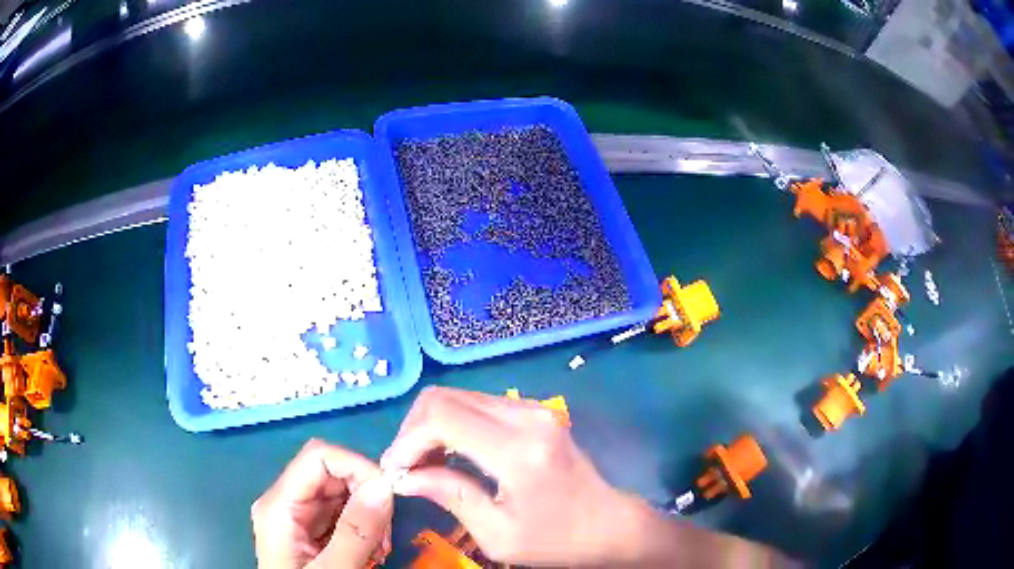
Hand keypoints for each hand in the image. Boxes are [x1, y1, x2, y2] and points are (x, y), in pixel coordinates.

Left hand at [252, 439, 392, 568]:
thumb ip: (356, 532)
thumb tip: (384, 485)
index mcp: (279, 505)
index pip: (319, 456)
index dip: (356, 466)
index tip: (388, 497)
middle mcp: (286, 502)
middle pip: (332, 473)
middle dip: (367, 496)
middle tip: (385, 536)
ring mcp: (298, 516)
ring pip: (342, 492)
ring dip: (370, 515)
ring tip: (379, 550)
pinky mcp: (311, 529)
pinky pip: (343, 513)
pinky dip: (365, 528)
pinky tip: (371, 552)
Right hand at [380, 386, 634, 565]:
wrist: (608, 525)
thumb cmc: (556, 540)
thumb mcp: (498, 534)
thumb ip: (450, 496)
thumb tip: (403, 477)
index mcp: (519, 451)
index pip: (441, 417)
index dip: (407, 440)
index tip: (396, 470)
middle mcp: (526, 417)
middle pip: (444, 398)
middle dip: (413, 430)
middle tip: (407, 468)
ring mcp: (533, 409)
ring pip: (458, 396)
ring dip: (431, 426)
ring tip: (425, 464)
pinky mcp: (534, 411)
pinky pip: (477, 404)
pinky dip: (453, 424)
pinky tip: (451, 454)